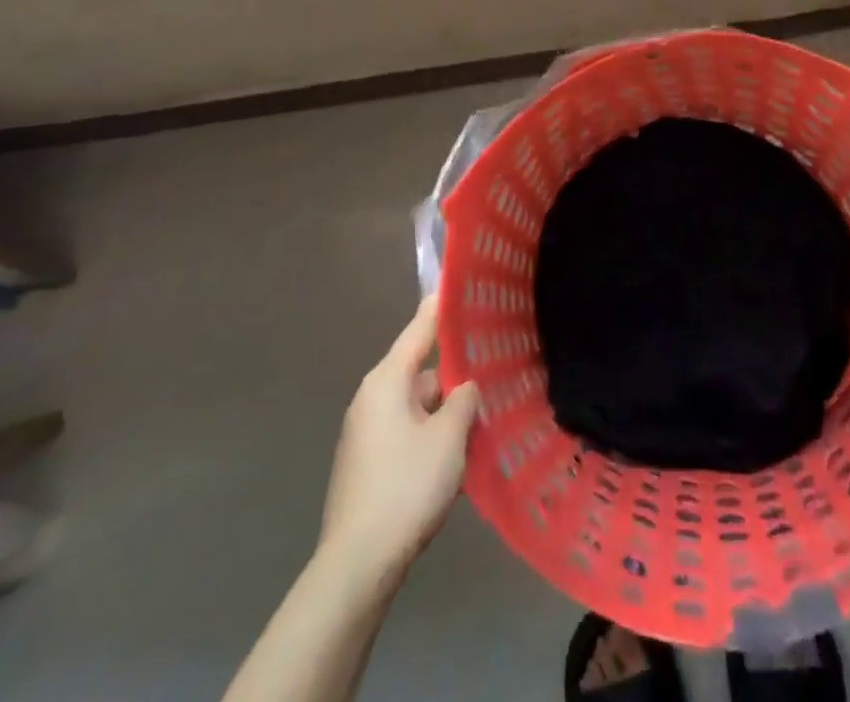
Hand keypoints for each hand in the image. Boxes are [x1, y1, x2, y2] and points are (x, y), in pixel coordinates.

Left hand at [318, 295, 479, 581]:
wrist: (357, 565)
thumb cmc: (406, 487)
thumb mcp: (449, 437)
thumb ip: (464, 400)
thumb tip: (464, 387)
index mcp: (387, 382)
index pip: (418, 330)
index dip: (439, 308)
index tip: (456, 285)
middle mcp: (372, 399)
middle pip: (420, 371)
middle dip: (454, 373)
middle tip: (492, 367)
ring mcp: (366, 433)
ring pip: (416, 405)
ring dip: (445, 410)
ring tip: (483, 415)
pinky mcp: (368, 464)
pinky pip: (407, 432)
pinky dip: (431, 434)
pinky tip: (457, 453)